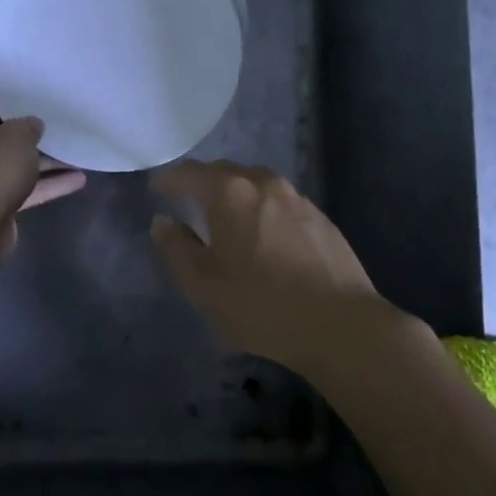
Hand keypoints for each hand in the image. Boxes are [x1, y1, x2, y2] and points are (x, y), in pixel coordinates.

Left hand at [0, 84, 84, 249]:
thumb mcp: (18, 135)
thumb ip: (28, 124)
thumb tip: (31, 125)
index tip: (24, 85)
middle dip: (23, 125)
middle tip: (50, 113)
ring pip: (10, 160)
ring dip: (40, 158)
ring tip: (72, 147)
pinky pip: (19, 187)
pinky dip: (44, 184)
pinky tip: (77, 179)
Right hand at [149, 160, 389, 374]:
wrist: (340, 323)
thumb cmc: (260, 304)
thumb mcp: (203, 285)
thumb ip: (176, 248)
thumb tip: (163, 222)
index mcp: (230, 192)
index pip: (189, 173)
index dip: (169, 179)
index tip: (156, 188)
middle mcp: (263, 183)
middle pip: (224, 172)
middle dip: (203, 182)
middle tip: (188, 201)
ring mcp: (297, 198)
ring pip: (256, 184)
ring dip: (236, 194)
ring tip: (227, 217)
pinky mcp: (321, 218)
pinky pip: (280, 203)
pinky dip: (263, 210)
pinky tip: (265, 236)